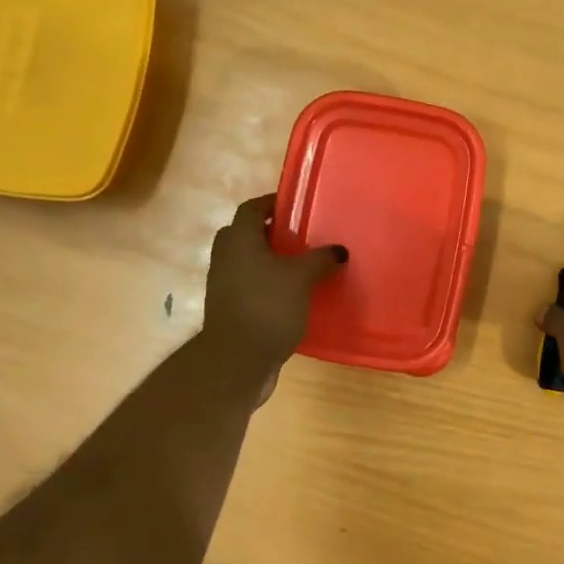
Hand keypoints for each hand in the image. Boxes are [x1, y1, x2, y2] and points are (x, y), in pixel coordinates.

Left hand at [203, 195, 346, 374]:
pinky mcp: (230, 309)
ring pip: (247, 261)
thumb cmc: (268, 306)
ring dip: (270, 260)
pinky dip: (267, 284)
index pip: (251, 208)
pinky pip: (249, 285)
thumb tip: (339, 250)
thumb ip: (320, 259)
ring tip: (302, 265)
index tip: (296, 206)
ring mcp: (224, 284)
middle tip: (300, 235)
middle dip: (270, 232)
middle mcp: (226, 257)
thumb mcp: (302, 278)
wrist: (237, 360)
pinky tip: (293, 295)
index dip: (272, 203)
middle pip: (246, 233)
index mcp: (239, 240)